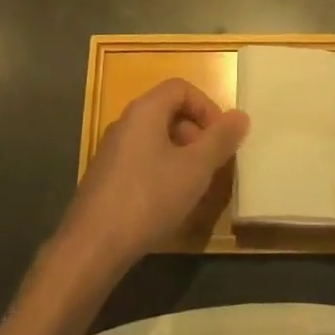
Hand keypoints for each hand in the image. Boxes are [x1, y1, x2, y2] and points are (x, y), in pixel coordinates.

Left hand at [59, 79, 248, 273]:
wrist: (93, 246)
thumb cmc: (149, 197)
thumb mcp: (195, 169)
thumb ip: (220, 140)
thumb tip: (241, 115)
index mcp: (145, 110)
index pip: (181, 88)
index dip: (207, 106)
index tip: (221, 137)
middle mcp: (125, 122)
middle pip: (168, 111)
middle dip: (196, 133)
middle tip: (212, 164)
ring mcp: (111, 150)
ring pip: (155, 138)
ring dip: (181, 155)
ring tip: (195, 186)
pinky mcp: (105, 177)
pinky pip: (141, 160)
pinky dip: (161, 171)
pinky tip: (168, 203)